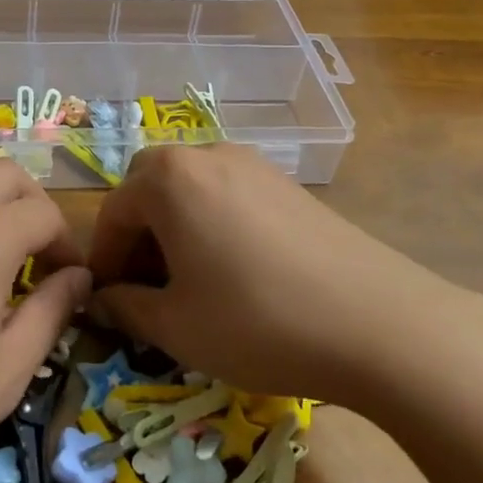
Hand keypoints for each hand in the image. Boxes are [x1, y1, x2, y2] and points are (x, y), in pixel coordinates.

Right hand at [87, 145, 481, 404]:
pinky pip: (230, 194)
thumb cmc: (257, 321)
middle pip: (151, 185)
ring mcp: (254, 165)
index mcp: (170, 178)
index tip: (107, 300)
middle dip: (139, 232)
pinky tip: (235, 271)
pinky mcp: (289, 185)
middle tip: (146, 285)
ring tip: (189, 281)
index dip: (105, 257)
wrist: (377, 322)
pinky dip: (213, 223)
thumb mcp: (177, 327)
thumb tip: (104, 298)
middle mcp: (208, 155)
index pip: (115, 210)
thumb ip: (127, 307)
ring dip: (176, 226)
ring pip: (193, 187)